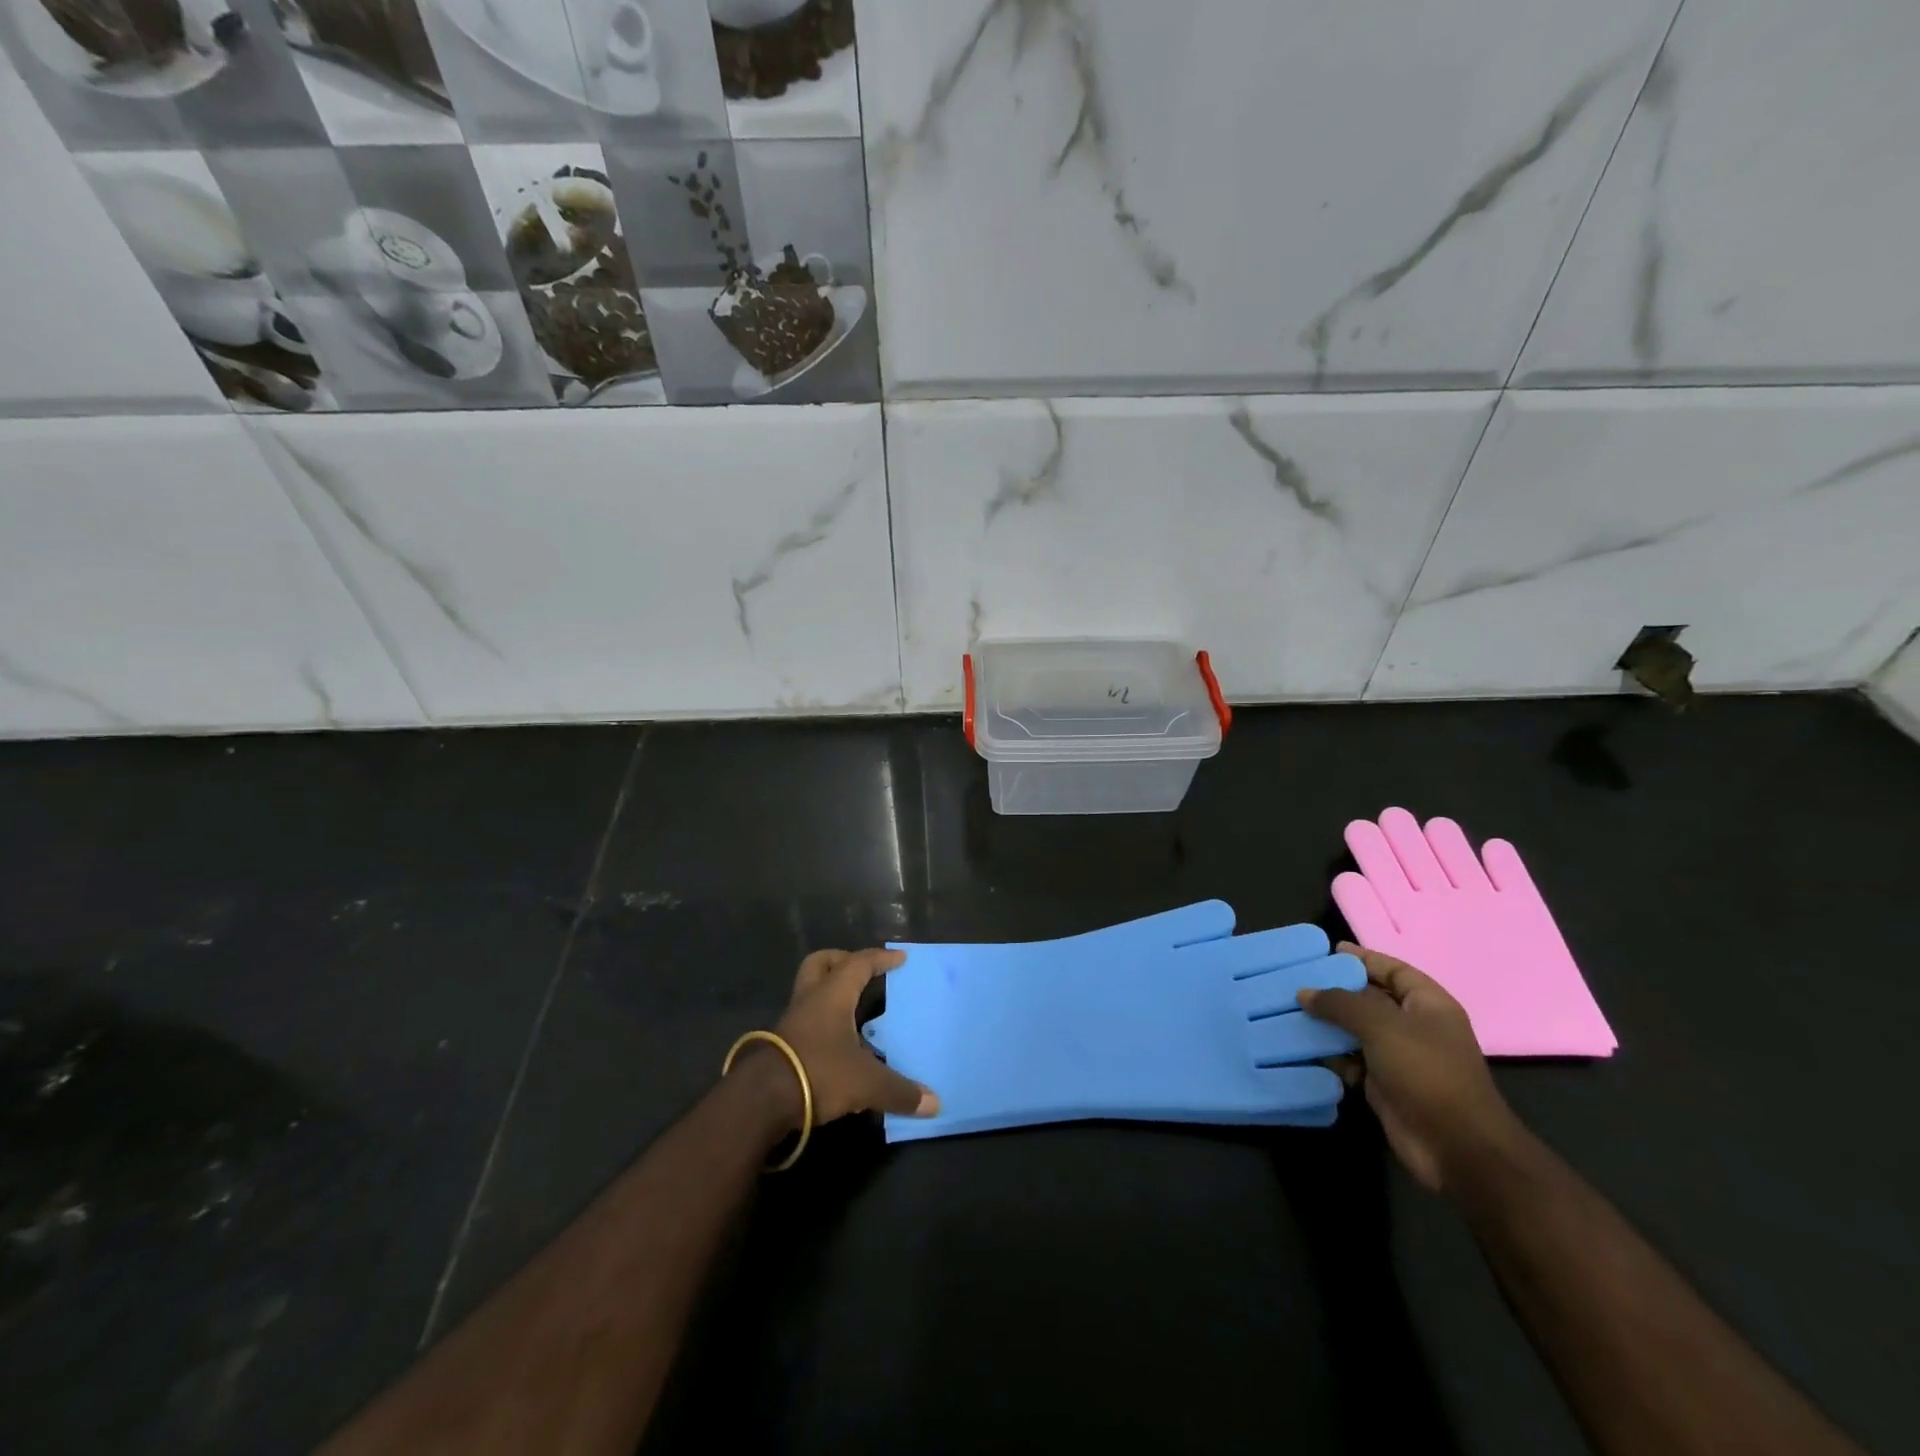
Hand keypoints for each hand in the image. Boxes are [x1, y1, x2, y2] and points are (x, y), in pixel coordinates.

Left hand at [763, 948, 939, 1124]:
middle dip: (842, 961)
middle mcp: (810, 999)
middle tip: (863, 972)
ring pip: (810, 991)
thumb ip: (900, 1091)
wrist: (760, 1100)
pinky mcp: (780, 1045)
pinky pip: (806, 1020)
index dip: (881, 958)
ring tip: (854, 1010)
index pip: (859, 963)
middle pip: (820, 964)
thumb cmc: (818, 1072)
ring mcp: (791, 1021)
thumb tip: (935, 1103)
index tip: (900, 958)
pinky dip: (822, 1023)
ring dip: (830, 994)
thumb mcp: (866, 1083)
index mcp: (832, 994)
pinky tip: (838, 1044)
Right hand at [1298, 942, 1528, 1192]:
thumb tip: (1304, 993)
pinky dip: (1331, 1055)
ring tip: (1290, 1011)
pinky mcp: (1384, 1085)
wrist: (1455, 1146)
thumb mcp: (1381, 1025)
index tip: (1328, 951)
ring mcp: (1400, 1058)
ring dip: (1328, 1024)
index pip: (1394, 970)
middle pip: (1371, 1000)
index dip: (1364, 959)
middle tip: (1298, 981)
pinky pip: (1352, 1060)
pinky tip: (1303, 1048)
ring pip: (1357, 1031)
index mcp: (1429, 1005)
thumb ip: (1340, 1003)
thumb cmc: (1426, 1071)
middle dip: (1336, 991)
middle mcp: (1415, 1027)